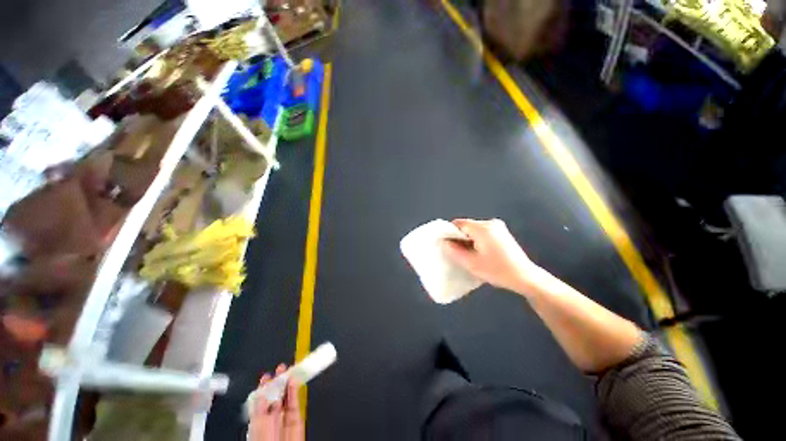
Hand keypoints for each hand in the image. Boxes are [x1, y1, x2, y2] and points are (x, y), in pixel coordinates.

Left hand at [248, 365, 304, 440]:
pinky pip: (295, 404)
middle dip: (278, 382)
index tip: (267, 376)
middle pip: (275, 397)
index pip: (261, 401)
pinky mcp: (296, 420)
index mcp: (257, 422)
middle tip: (281, 369)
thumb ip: (260, 410)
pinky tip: (294, 382)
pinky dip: (295, 391)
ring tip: (289, 372)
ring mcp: (284, 419)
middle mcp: (271, 420)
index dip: (264, 388)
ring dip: (288, 384)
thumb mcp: (258, 426)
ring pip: (286, 398)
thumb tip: (262, 392)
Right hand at [442, 218, 548, 295]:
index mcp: (483, 228)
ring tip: (470, 254)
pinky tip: (480, 253)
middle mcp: (490, 223)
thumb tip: (443, 242)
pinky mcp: (501, 232)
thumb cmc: (497, 271)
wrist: (525, 277)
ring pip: (473, 230)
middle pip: (466, 226)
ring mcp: (498, 226)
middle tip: (458, 253)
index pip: (458, 224)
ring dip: (468, 240)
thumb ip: (454, 251)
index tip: (448, 245)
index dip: (450, 233)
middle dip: (459, 238)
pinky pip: (482, 232)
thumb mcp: (471, 263)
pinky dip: (476, 240)